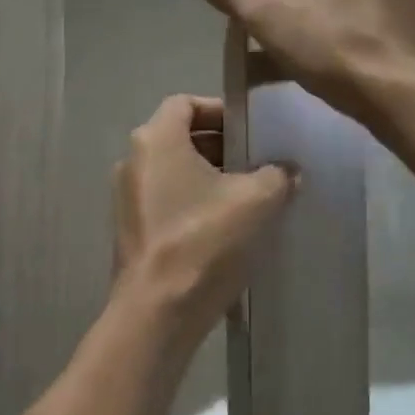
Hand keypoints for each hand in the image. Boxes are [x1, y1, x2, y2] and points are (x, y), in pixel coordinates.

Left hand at [113, 95, 295, 349]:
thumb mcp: (256, 200)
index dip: (221, 111)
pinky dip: (194, 203)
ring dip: (211, 178)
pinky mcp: (132, 229)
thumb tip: (287, 170)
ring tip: (250, 198)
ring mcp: (127, 197)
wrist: (158, 310)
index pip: (186, 103)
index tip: (252, 131)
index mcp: (155, 139)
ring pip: (175, 172)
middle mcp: (133, 160)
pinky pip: (167, 201)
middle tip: (259, 164)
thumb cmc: (204, 240)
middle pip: (180, 137)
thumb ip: (277, 174)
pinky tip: (227, 228)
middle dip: (222, 147)